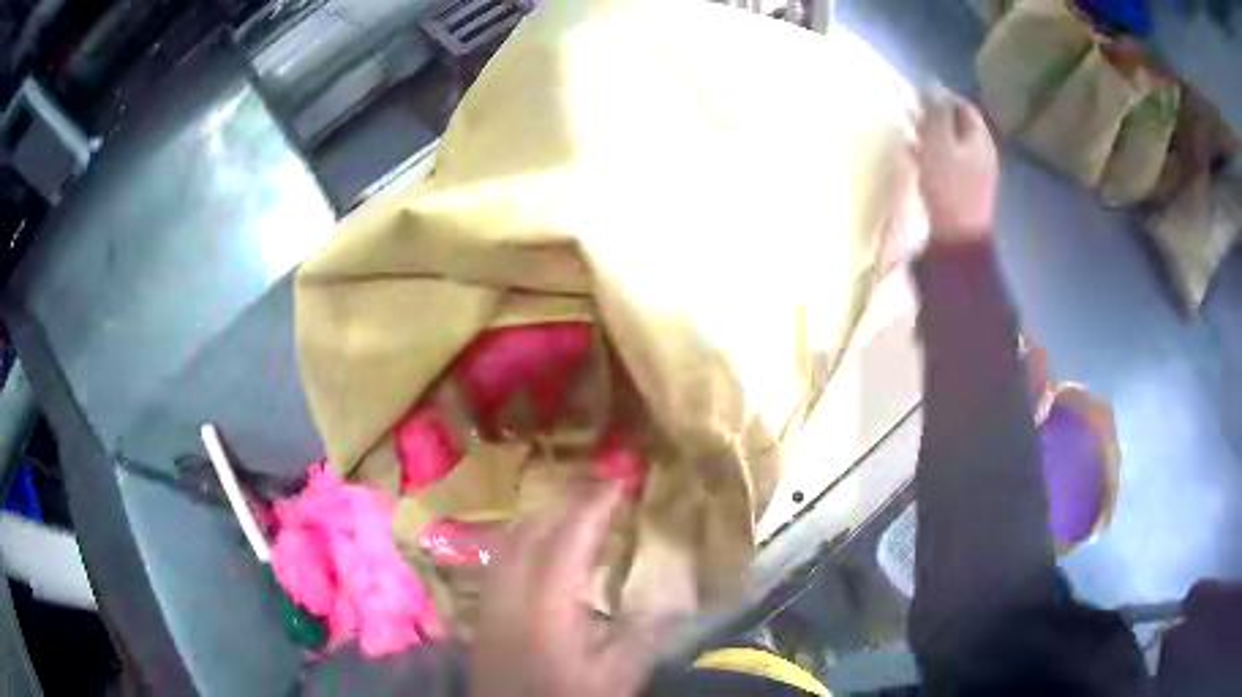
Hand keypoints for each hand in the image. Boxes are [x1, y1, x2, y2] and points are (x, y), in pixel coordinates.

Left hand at [470, 485, 661, 696]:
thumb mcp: (617, 676)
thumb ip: (644, 634)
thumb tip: (672, 600)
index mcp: (547, 604)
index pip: (569, 538)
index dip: (595, 505)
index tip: (620, 482)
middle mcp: (511, 592)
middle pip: (531, 530)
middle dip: (566, 505)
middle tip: (603, 498)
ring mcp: (490, 600)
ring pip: (510, 541)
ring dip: (543, 521)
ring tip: (576, 518)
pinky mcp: (483, 613)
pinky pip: (500, 560)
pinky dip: (524, 543)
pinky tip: (543, 555)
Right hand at [916, 87, 999, 243]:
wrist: (959, 241)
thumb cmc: (948, 187)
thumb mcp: (938, 142)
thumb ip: (935, 112)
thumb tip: (931, 84)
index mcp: (980, 137)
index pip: (964, 105)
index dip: (942, 95)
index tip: (919, 95)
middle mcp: (984, 152)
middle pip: (961, 125)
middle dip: (938, 117)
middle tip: (915, 116)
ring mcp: (979, 175)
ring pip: (956, 145)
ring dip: (935, 137)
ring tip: (913, 138)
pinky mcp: (969, 192)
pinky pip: (953, 164)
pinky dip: (936, 157)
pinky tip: (919, 162)